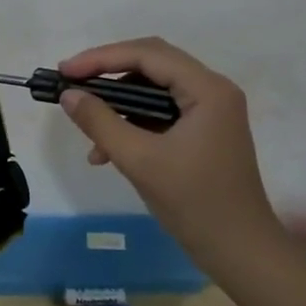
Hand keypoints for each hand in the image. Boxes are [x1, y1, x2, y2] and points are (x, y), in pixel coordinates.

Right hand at [58, 38, 280, 262]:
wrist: (240, 252)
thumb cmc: (194, 203)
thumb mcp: (139, 161)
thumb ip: (100, 122)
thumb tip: (69, 95)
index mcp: (208, 89)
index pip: (148, 54)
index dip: (101, 58)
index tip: (64, 72)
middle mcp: (213, 90)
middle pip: (152, 64)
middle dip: (108, 74)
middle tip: (71, 84)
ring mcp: (211, 111)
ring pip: (154, 89)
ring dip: (119, 105)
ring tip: (88, 130)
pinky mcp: (205, 130)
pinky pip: (161, 112)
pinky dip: (133, 124)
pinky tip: (108, 152)